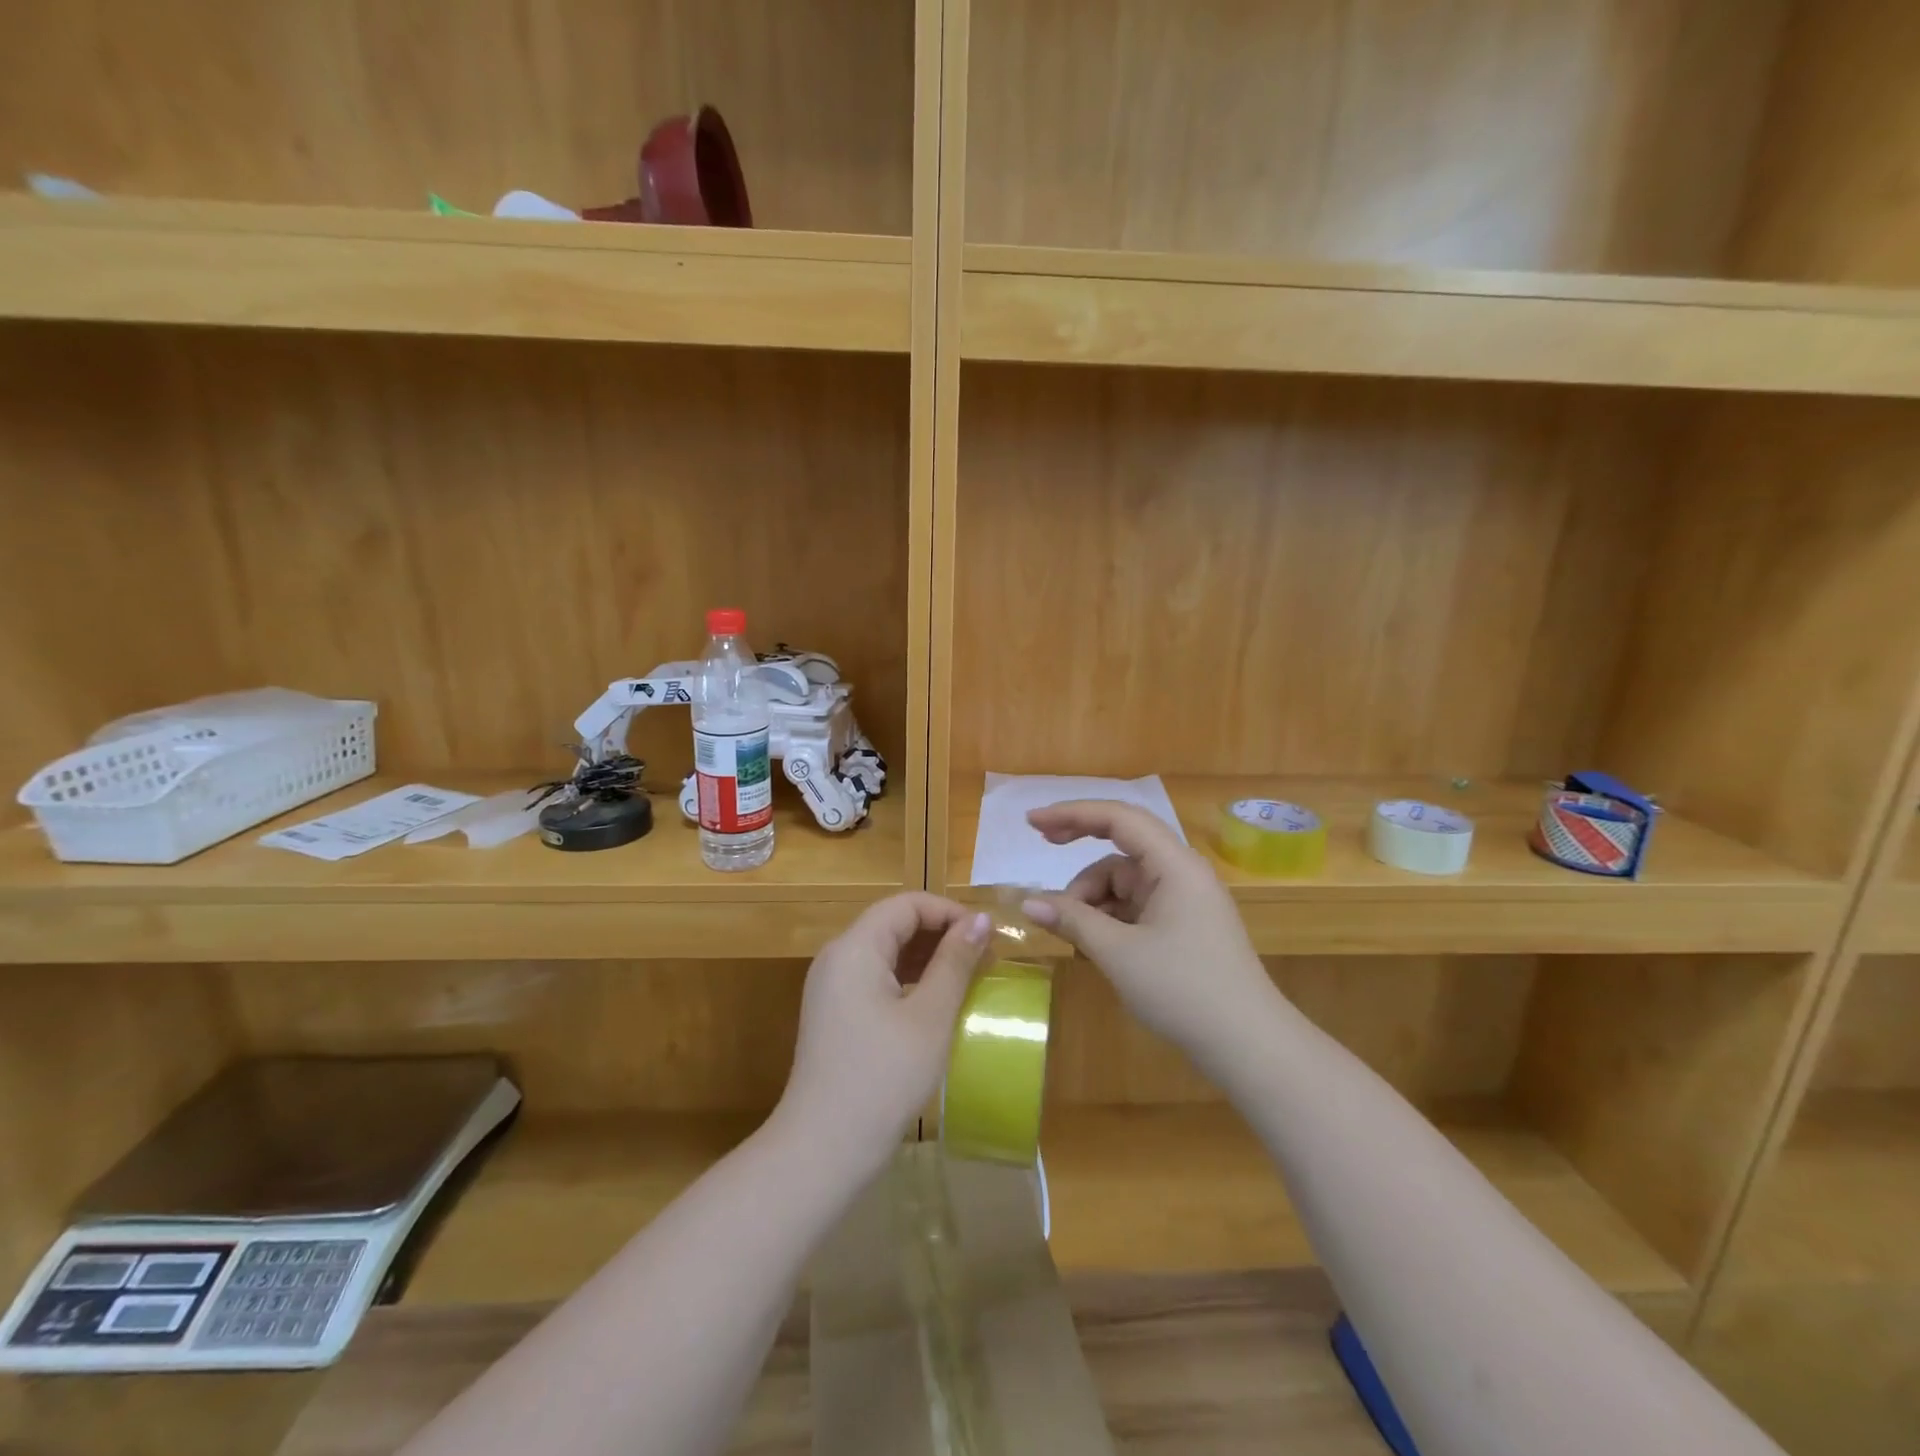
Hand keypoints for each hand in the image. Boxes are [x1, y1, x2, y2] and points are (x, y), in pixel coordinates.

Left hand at [775, 892, 992, 1178]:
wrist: (823, 1149)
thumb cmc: (884, 1077)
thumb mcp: (930, 1017)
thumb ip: (955, 962)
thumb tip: (981, 920)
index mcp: (855, 948)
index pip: (906, 905)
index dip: (949, 912)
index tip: (987, 936)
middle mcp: (837, 957)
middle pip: (893, 924)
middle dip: (940, 934)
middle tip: (983, 958)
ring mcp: (831, 987)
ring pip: (885, 952)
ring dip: (926, 958)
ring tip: (967, 978)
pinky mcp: (833, 1014)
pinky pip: (875, 979)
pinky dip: (908, 980)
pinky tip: (936, 1003)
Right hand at [1021, 801, 1284, 1067]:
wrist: (1248, 1046)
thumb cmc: (1183, 990)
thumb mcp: (1118, 953)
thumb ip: (1072, 920)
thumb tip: (1028, 902)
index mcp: (1174, 865)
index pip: (1119, 818)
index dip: (1073, 813)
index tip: (1032, 822)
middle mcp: (1181, 873)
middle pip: (1121, 847)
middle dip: (1080, 848)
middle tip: (1040, 844)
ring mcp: (1184, 900)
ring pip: (1124, 881)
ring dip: (1093, 898)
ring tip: (1073, 934)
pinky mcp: (1183, 926)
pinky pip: (1136, 906)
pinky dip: (1110, 917)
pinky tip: (1095, 944)